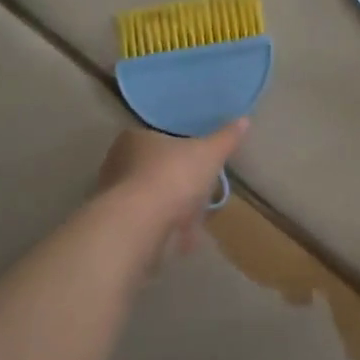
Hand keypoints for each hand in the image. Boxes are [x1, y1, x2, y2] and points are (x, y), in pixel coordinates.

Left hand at [97, 120, 248, 260]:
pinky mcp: (120, 227)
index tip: (198, 161)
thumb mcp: (208, 153)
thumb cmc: (172, 177)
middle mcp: (118, 164)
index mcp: (134, 139)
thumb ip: (226, 138)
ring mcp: (116, 198)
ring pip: (153, 200)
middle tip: (201, 192)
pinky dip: (168, 231)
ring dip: (174, 210)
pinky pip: (151, 225)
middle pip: (155, 170)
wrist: (140, 226)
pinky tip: (186, 239)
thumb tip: (244, 120)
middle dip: (179, 183)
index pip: (158, 138)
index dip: (179, 149)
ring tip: (197, 220)